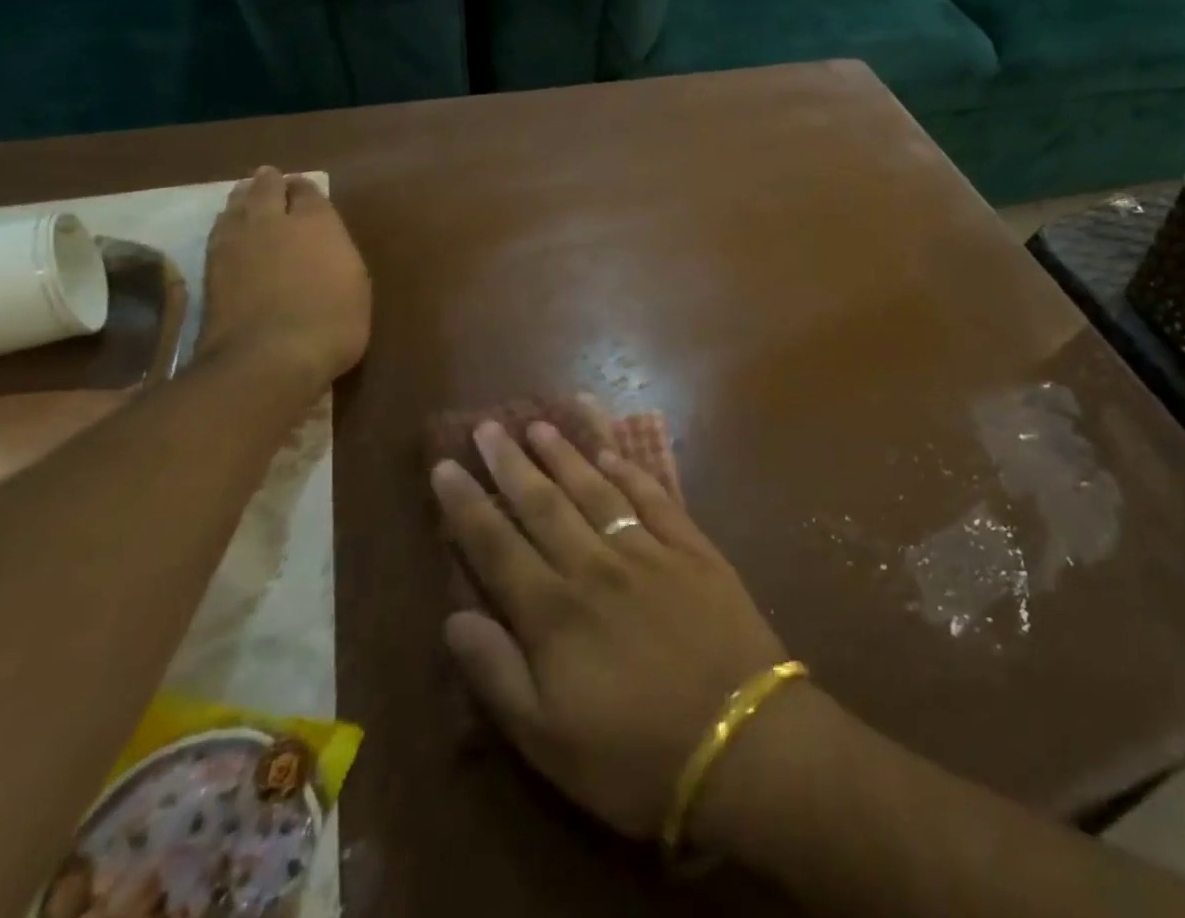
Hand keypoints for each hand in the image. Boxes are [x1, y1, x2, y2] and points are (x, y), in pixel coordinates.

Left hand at [199, 167, 371, 391]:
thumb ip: (337, 256)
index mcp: (318, 223)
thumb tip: (324, 246)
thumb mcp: (355, 286)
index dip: (306, 189)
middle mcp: (275, 221)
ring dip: (242, 197)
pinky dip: (225, 222)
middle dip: (270, 182)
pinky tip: (227, 226)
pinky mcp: (210, 266)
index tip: (306, 190)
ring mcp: (237, 242)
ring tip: (245, 194)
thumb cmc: (333, 322)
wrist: (270, 355)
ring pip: (236, 205)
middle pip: (267, 189)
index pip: (308, 192)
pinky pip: (218, 230)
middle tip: (270, 178)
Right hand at [432, 419, 788, 839]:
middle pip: (543, 504)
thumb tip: (453, 617)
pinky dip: (630, 472)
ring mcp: (647, 551)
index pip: (496, 546)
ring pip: (595, 491)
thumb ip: (497, 674)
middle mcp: (595, 567)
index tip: (444, 466)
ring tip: (539, 426)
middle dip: (510, 464)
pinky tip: (612, 453)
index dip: (466, 505)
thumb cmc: (634, 757)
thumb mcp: (547, 741)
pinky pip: (654, 498)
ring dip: (565, 456)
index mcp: (554, 614)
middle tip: (488, 427)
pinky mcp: (692, 548)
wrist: (740, 743)